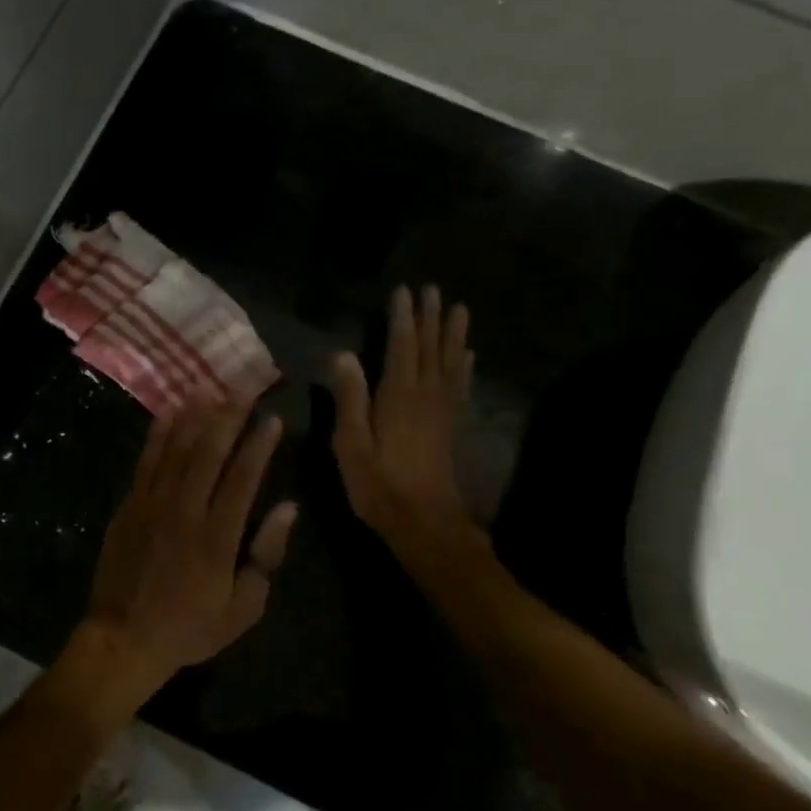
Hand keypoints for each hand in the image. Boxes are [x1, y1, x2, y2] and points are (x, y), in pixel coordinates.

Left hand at [64, 404, 296, 716]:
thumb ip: (265, 555)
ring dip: (194, 417)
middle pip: (209, 453)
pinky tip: (169, 413)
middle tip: (243, 389)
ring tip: (210, 389)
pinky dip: (158, 435)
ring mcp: (152, 505)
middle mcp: (185, 511)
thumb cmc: (189, 628)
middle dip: (228, 417)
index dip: (259, 445)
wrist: (123, 638)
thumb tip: (287, 509)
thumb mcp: (242, 608)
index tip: (272, 419)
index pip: (243, 478)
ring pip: (176, 449)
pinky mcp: (130, 506)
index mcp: (217, 537)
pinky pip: (146, 461)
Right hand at [330, 285, 477, 556]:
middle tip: (433, 289)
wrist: (424, 522)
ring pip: (450, 362)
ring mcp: (442, 410)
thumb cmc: (378, 484)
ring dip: (453, 334)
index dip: (402, 318)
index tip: (404, 291)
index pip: (401, 346)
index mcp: (398, 395)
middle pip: (430, 348)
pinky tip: (467, 356)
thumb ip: (349, 397)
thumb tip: (343, 353)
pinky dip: (463, 366)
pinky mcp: (450, 426)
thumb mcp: (351, 443)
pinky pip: (459, 386)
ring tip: (459, 309)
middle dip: (430, 317)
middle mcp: (425, 395)